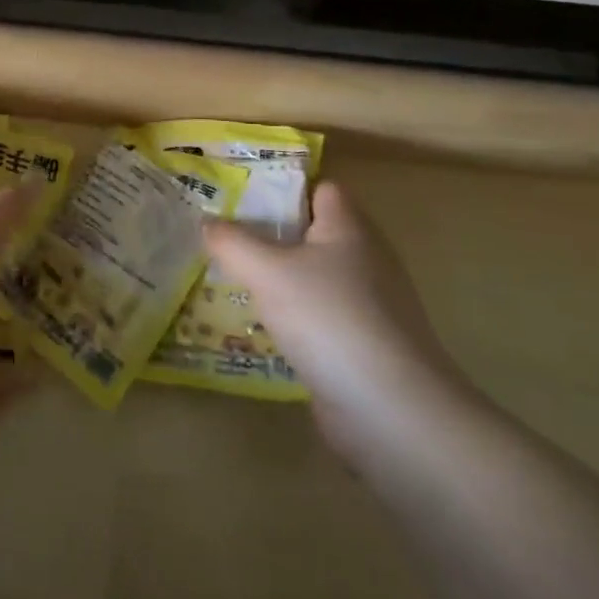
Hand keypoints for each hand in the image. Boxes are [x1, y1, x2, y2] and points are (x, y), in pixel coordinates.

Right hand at [208, 182, 472, 458]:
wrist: (392, 412)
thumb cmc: (329, 319)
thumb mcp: (266, 272)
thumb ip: (231, 242)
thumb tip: (206, 222)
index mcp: (349, 229)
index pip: (321, 188)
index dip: (284, 186)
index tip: (240, 194)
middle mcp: (365, 260)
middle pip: (313, 233)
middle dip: (270, 234)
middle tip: (223, 236)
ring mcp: (369, 306)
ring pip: (313, 278)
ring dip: (278, 280)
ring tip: (230, 278)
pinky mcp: (364, 346)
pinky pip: (319, 317)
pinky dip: (292, 319)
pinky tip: (259, 328)